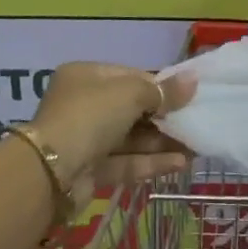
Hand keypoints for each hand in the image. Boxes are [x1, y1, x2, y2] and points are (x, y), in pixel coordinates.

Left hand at [28, 62, 194, 204]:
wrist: (50, 172)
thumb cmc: (91, 116)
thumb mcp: (131, 94)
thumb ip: (164, 91)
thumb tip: (193, 81)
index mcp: (86, 76)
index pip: (129, 76)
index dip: (159, 85)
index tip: (187, 94)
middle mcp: (83, 105)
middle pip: (131, 108)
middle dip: (164, 116)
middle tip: (196, 120)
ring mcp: (85, 139)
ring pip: (130, 137)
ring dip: (162, 141)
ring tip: (197, 145)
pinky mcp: (89, 171)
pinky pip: (125, 161)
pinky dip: (151, 161)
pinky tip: (181, 163)